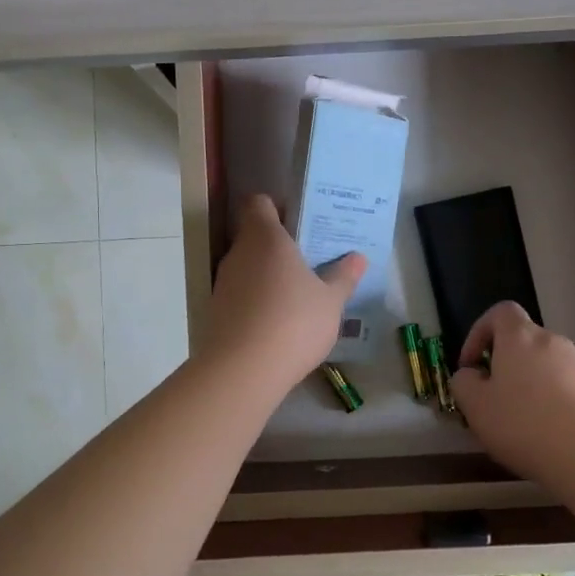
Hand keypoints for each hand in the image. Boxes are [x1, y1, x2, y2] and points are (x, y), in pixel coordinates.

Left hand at [201, 196, 365, 394]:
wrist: (243, 371)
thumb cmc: (293, 322)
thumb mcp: (330, 301)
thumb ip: (343, 277)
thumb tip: (358, 258)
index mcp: (265, 238)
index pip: (259, 204)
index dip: (276, 208)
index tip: (299, 222)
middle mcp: (238, 254)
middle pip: (254, 237)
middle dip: (278, 246)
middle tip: (309, 260)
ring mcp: (223, 284)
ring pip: (247, 268)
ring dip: (267, 276)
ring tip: (297, 294)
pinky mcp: (216, 312)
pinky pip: (241, 296)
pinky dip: (256, 302)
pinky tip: (278, 322)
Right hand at [452, 302, 574, 487]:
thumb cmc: (524, 425)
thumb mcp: (476, 407)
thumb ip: (463, 383)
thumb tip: (471, 375)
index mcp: (520, 337)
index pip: (500, 312)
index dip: (479, 332)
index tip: (471, 365)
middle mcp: (552, 341)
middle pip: (522, 341)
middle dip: (503, 364)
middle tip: (490, 399)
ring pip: (543, 366)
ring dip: (526, 384)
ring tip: (517, 422)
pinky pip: (563, 386)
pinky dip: (549, 401)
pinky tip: (545, 433)